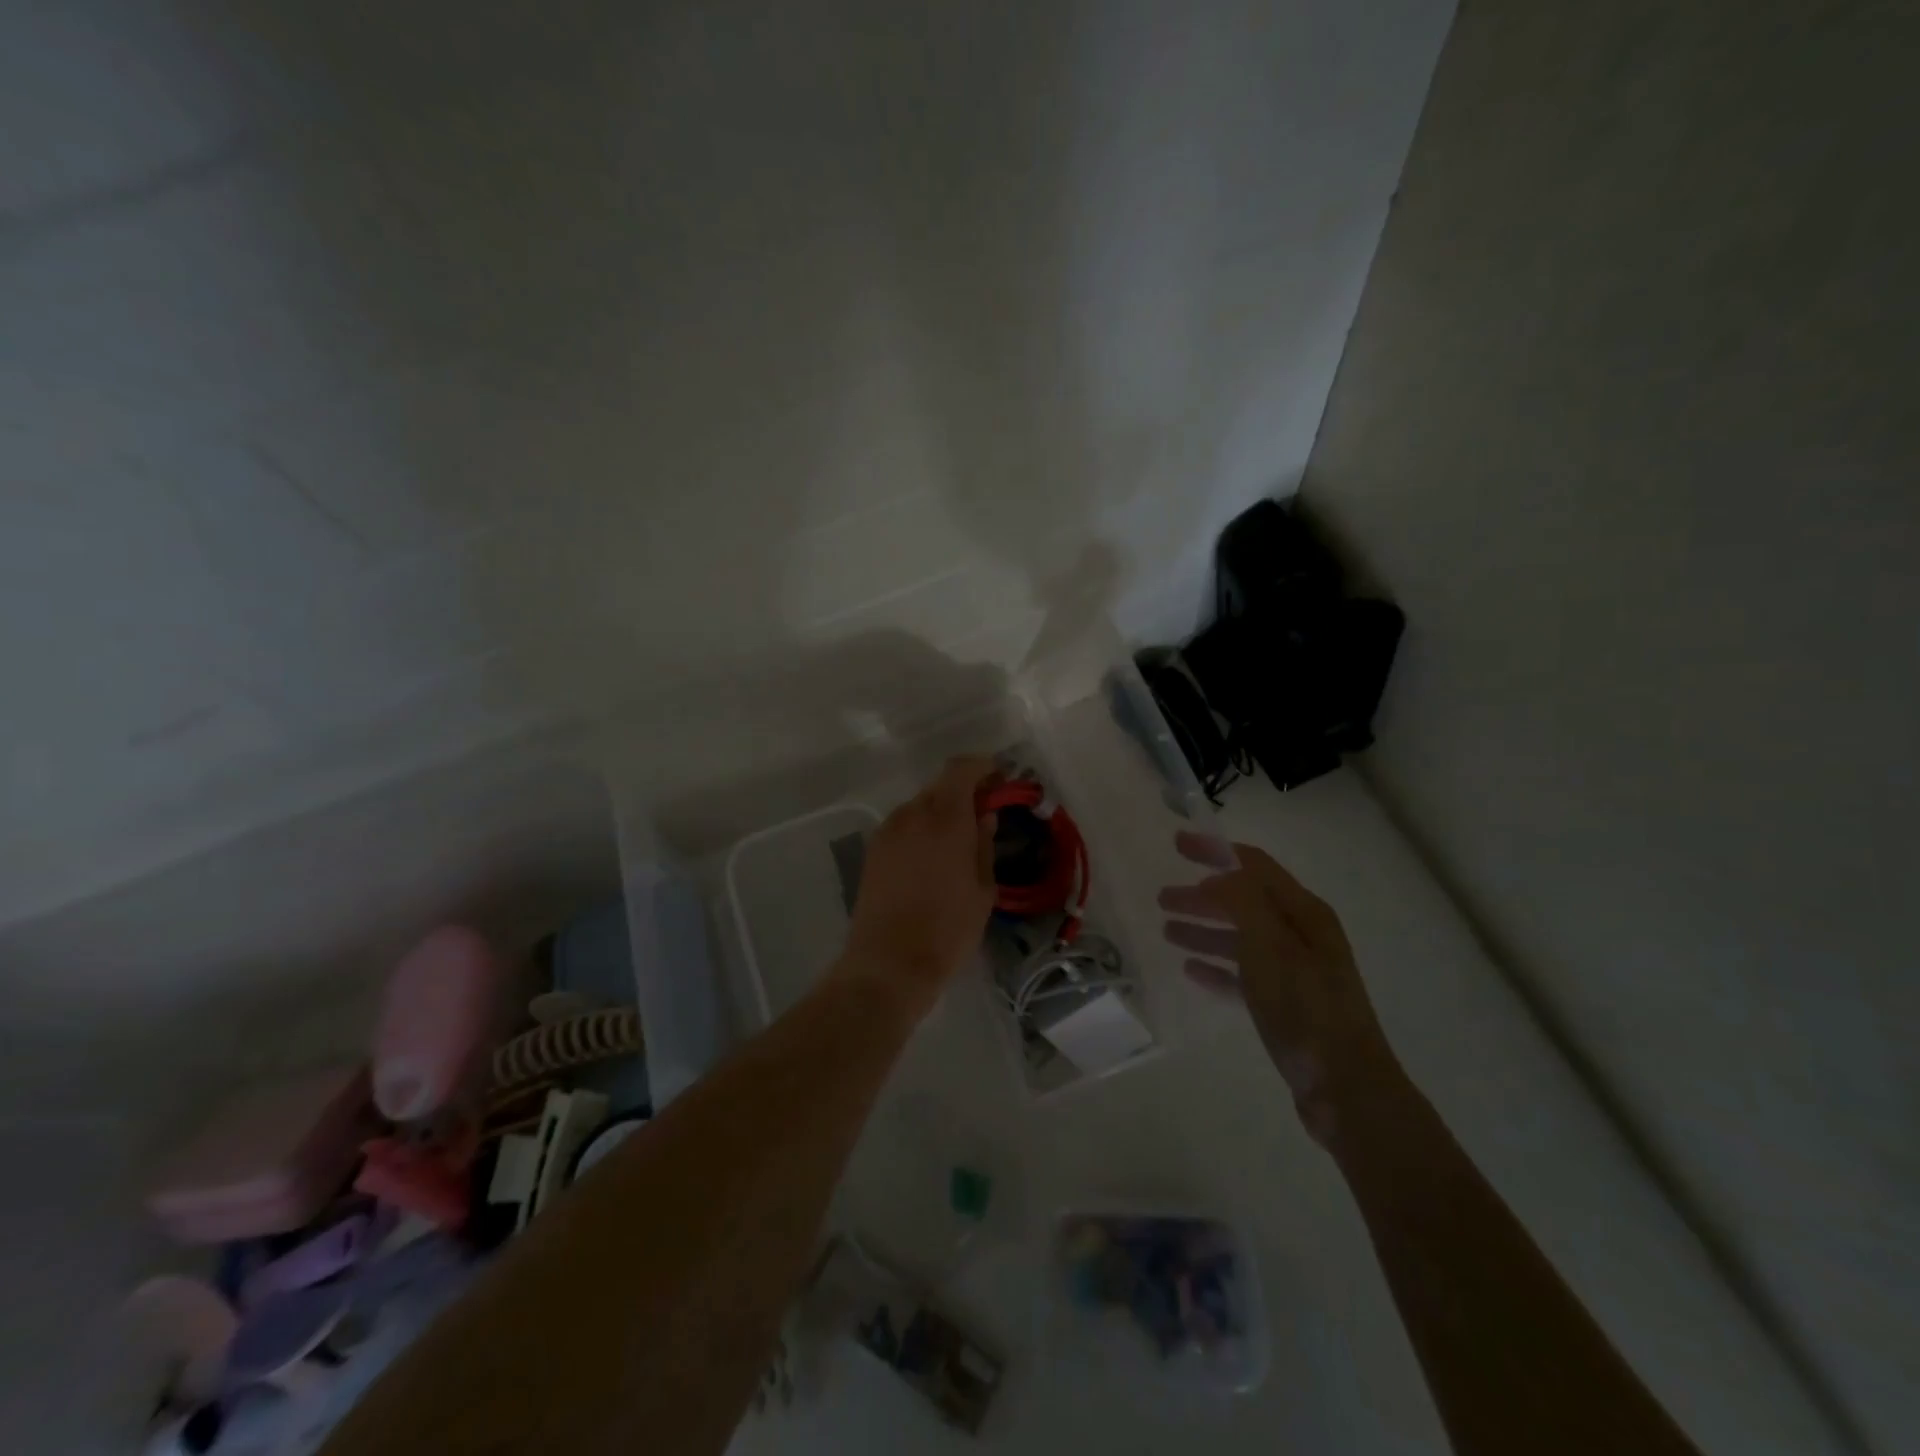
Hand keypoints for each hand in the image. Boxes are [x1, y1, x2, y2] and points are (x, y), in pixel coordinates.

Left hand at [835, 756, 998, 1017]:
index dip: (982, 767)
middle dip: (964, 791)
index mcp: (945, 818)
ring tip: (960, 840)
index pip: (961, 769)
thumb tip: (984, 816)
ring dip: (941, 810)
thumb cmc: (947, 929)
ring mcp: (887, 831)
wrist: (888, 964)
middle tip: (984, 812)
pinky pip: (904, 825)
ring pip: (920, 805)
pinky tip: (933, 856)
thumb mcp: (982, 889)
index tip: (999, 780)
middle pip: (940, 785)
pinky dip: (922, 828)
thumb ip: (984, 844)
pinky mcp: (873, 850)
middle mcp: (912, 814)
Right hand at [1159, 832, 1400, 1141]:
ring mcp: (1295, 971)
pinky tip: (1191, 970)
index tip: (1176, 844)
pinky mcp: (1285, 1005)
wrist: (1346, 1089)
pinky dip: (1217, 967)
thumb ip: (1242, 901)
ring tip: (1168, 932)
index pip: (1253, 866)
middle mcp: (1301, 935)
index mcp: (1304, 913)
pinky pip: (1243, 975)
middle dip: (1202, 896)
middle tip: (1162, 898)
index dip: (1215, 851)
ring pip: (1240, 939)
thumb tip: (1216, 877)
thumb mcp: (1271, 945)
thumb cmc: (1306, 1009)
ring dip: (1204, 930)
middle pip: (1243, 902)